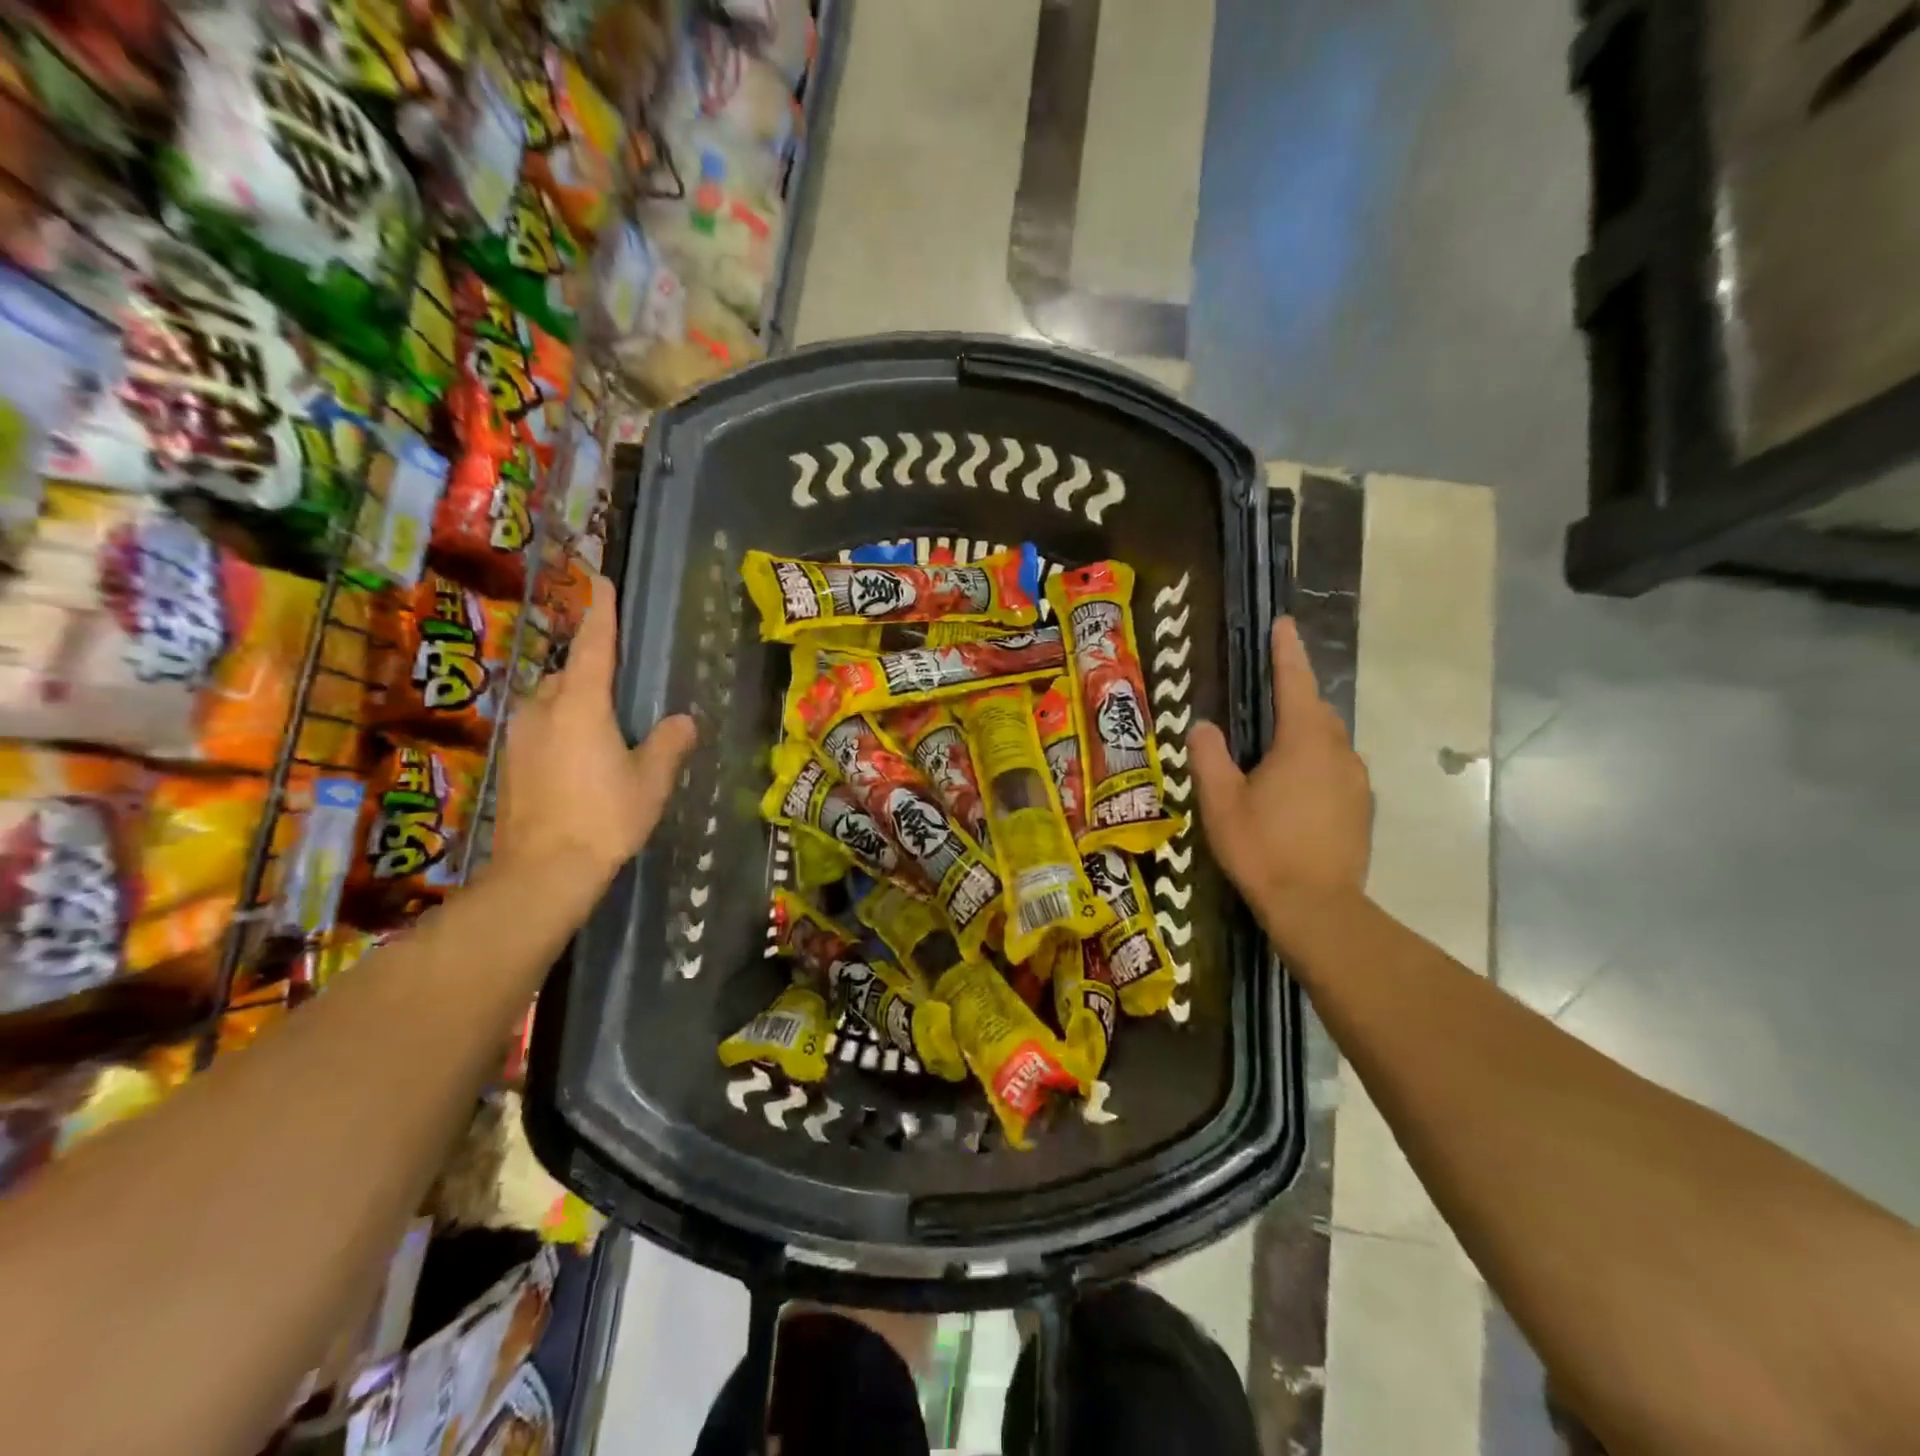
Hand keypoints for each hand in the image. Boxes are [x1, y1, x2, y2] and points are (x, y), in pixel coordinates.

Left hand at [496, 574, 696, 885]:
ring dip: (576, 702)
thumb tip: (683, 721)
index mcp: (581, 705)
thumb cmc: (604, 818)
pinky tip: (581, 757)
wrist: (542, 871)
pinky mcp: (511, 762)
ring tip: (605, 728)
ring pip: (552, 701)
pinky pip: (542, 727)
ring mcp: (520, 735)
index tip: (602, 581)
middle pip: (569, 674)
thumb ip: (670, 744)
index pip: (595, 646)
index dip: (601, 613)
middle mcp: (544, 709)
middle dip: (592, 671)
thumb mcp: (651, 781)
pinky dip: (562, 728)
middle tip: (622, 688)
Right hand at [1190, 617, 1370, 926]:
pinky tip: (1294, 786)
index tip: (1283, 624)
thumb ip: (1209, 757)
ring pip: (1330, 740)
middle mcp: (1338, 752)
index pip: (1294, 684)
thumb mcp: (1221, 801)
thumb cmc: (1262, 847)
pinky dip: (1316, 762)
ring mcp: (1356, 780)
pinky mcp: (1361, 807)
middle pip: (1317, 710)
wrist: (1317, 906)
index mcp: (1303, 742)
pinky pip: (1337, 768)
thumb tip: (1203, 726)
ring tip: (1276, 744)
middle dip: (1295, 694)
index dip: (1286, 653)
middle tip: (1268, 692)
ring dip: (1305, 731)